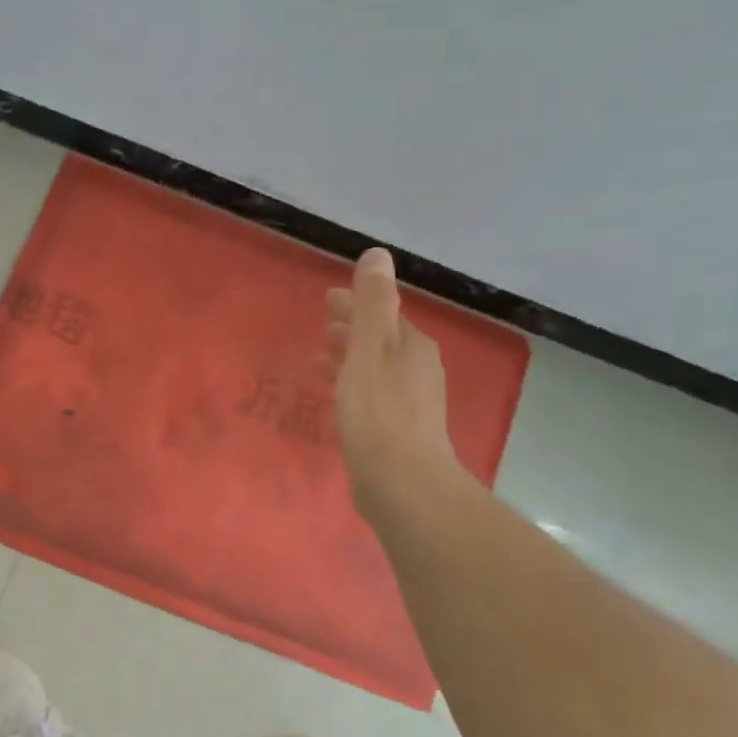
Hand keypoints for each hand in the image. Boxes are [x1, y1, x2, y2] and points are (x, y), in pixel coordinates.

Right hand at [327, 248, 462, 521]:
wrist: (403, 483)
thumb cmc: (379, 413)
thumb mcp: (368, 351)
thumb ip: (371, 304)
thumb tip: (378, 254)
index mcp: (411, 346)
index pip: (381, 313)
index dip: (353, 304)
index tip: (325, 300)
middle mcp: (418, 369)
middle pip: (382, 340)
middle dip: (351, 330)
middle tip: (320, 327)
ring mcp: (413, 402)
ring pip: (377, 368)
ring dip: (350, 359)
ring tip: (319, 361)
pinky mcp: (400, 431)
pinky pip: (373, 394)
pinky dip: (353, 385)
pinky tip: (338, 400)